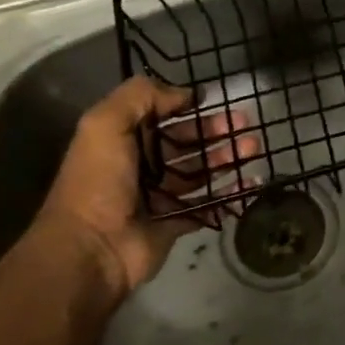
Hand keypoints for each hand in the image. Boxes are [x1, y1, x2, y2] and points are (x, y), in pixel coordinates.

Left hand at [36, 76, 256, 302]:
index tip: (215, 100)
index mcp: (124, 141)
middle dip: (217, 132)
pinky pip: (208, 206)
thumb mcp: (106, 123)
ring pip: (200, 173)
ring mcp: (159, 197)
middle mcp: (141, 167)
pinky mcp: (174, 225)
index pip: (161, 117)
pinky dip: (230, 195)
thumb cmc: (98, 181)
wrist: (90, 249)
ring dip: (228, 159)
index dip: (187, 107)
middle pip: (187, 143)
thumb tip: (185, 94)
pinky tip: (251, 183)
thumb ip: (142, 96)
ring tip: (254, 149)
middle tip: (246, 126)